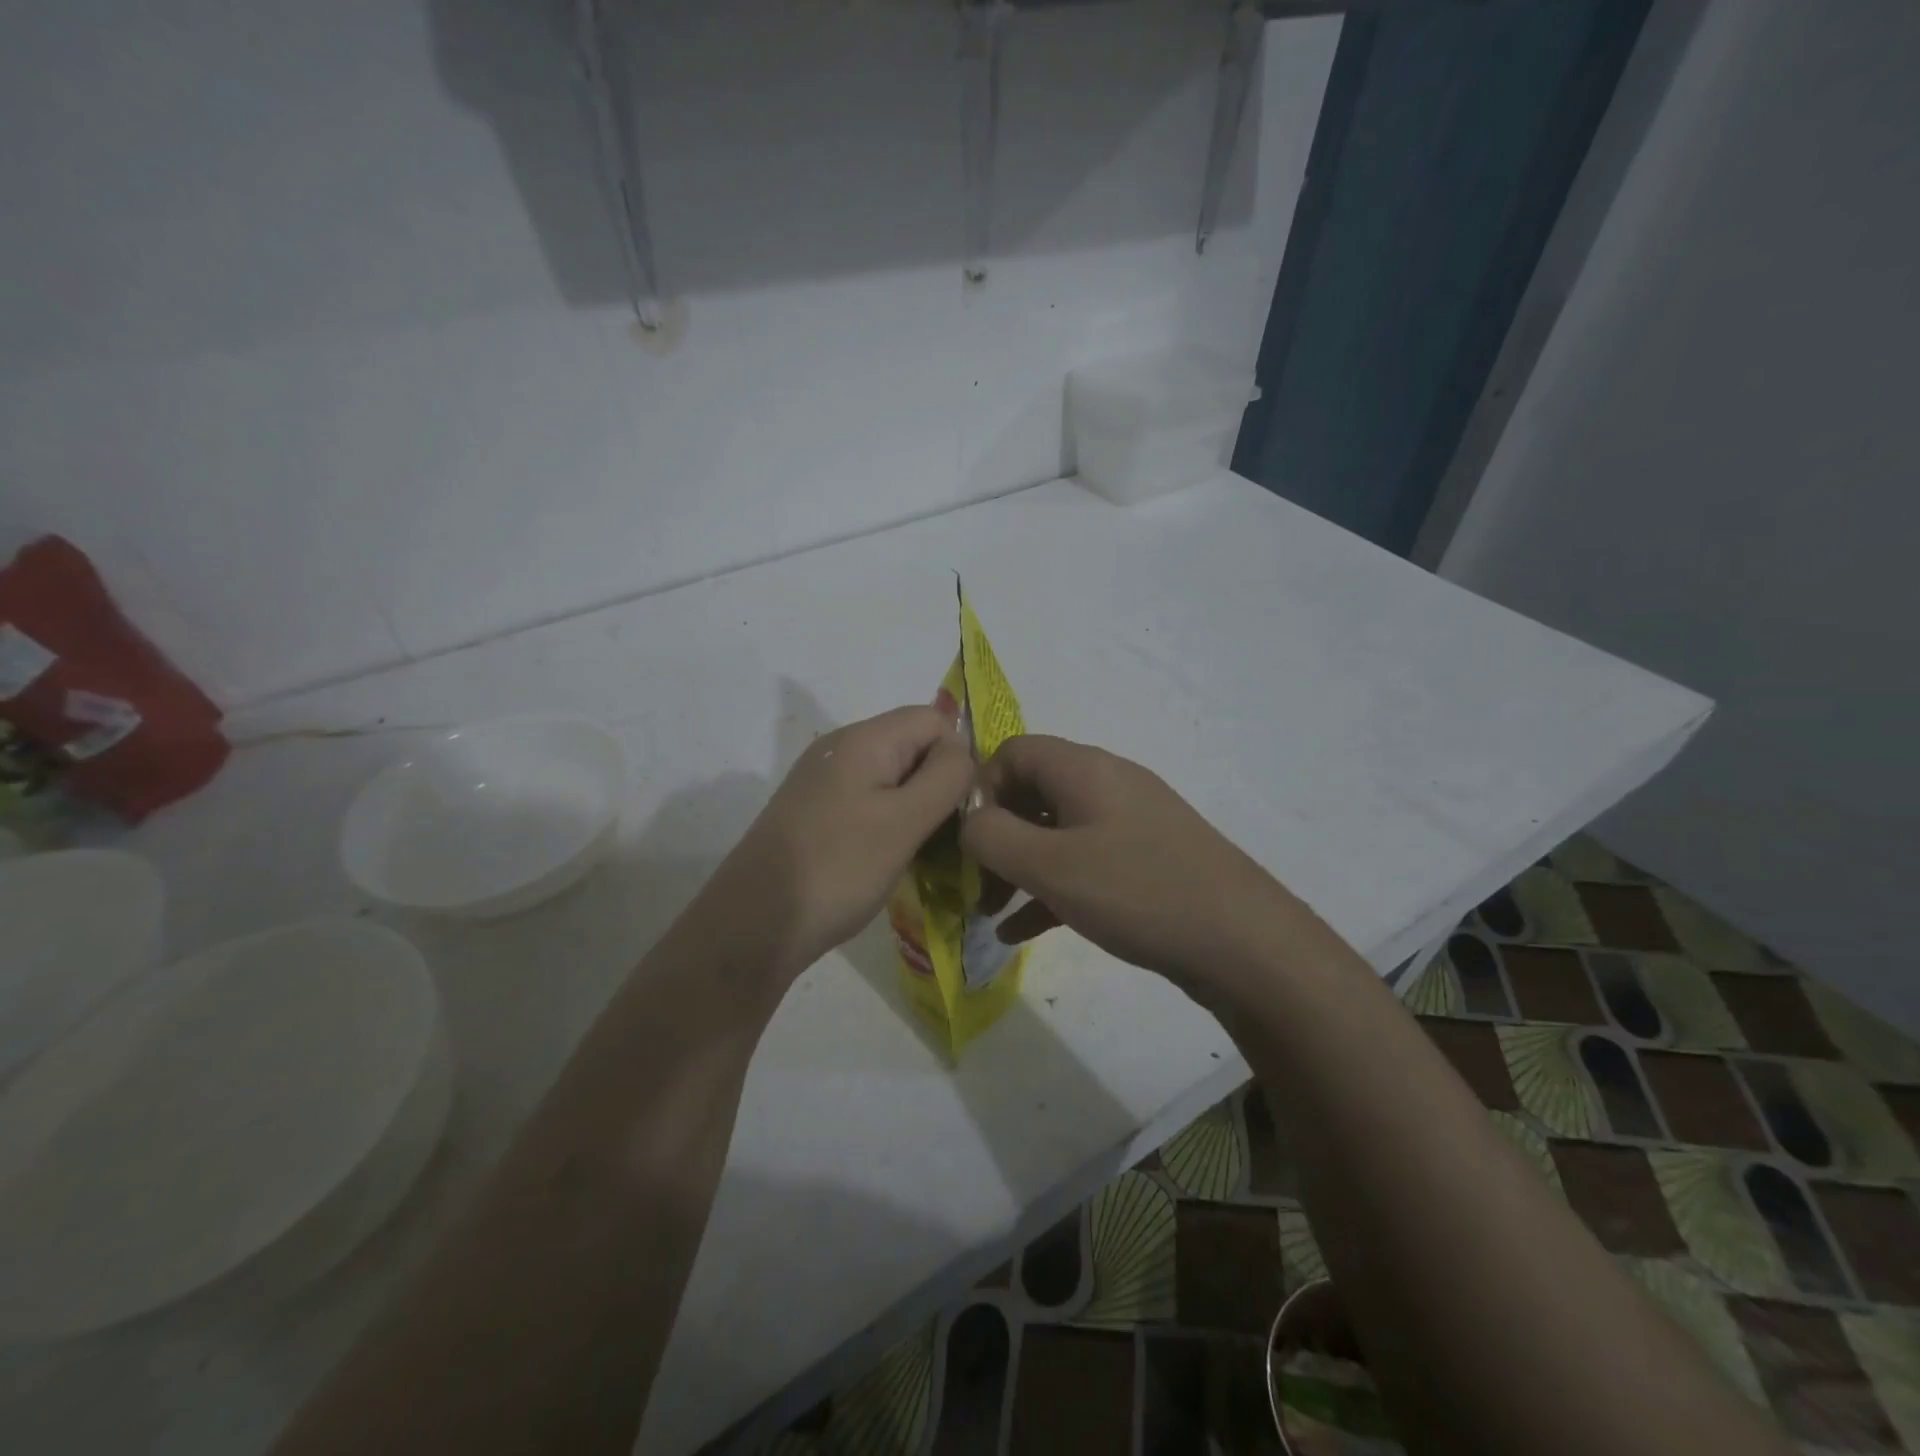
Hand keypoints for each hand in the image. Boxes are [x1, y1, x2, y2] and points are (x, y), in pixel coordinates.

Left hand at [707, 705, 973, 981]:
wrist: (754, 923)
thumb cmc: (838, 868)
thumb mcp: (904, 821)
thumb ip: (945, 777)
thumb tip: (961, 750)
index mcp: (865, 739)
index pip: (934, 719)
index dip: (959, 756)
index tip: (964, 808)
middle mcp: (841, 748)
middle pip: (913, 746)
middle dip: (939, 784)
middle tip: (948, 836)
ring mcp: (824, 781)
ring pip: (893, 778)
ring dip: (917, 809)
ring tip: (924, 853)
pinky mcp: (815, 812)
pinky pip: (869, 801)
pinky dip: (890, 823)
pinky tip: (891, 858)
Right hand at [961, 735, 1318, 994]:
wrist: (1244, 942)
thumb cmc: (1138, 891)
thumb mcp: (1051, 866)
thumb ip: (992, 837)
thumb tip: (969, 822)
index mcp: (1084, 769)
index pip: (1012, 752)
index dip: (980, 789)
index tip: (969, 841)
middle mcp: (1107, 784)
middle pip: (1032, 792)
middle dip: (996, 837)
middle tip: (974, 885)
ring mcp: (1131, 822)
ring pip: (1055, 833)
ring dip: (1018, 868)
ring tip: (990, 913)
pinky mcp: (1146, 860)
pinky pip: (1083, 863)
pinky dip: (1050, 889)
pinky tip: (1022, 932)